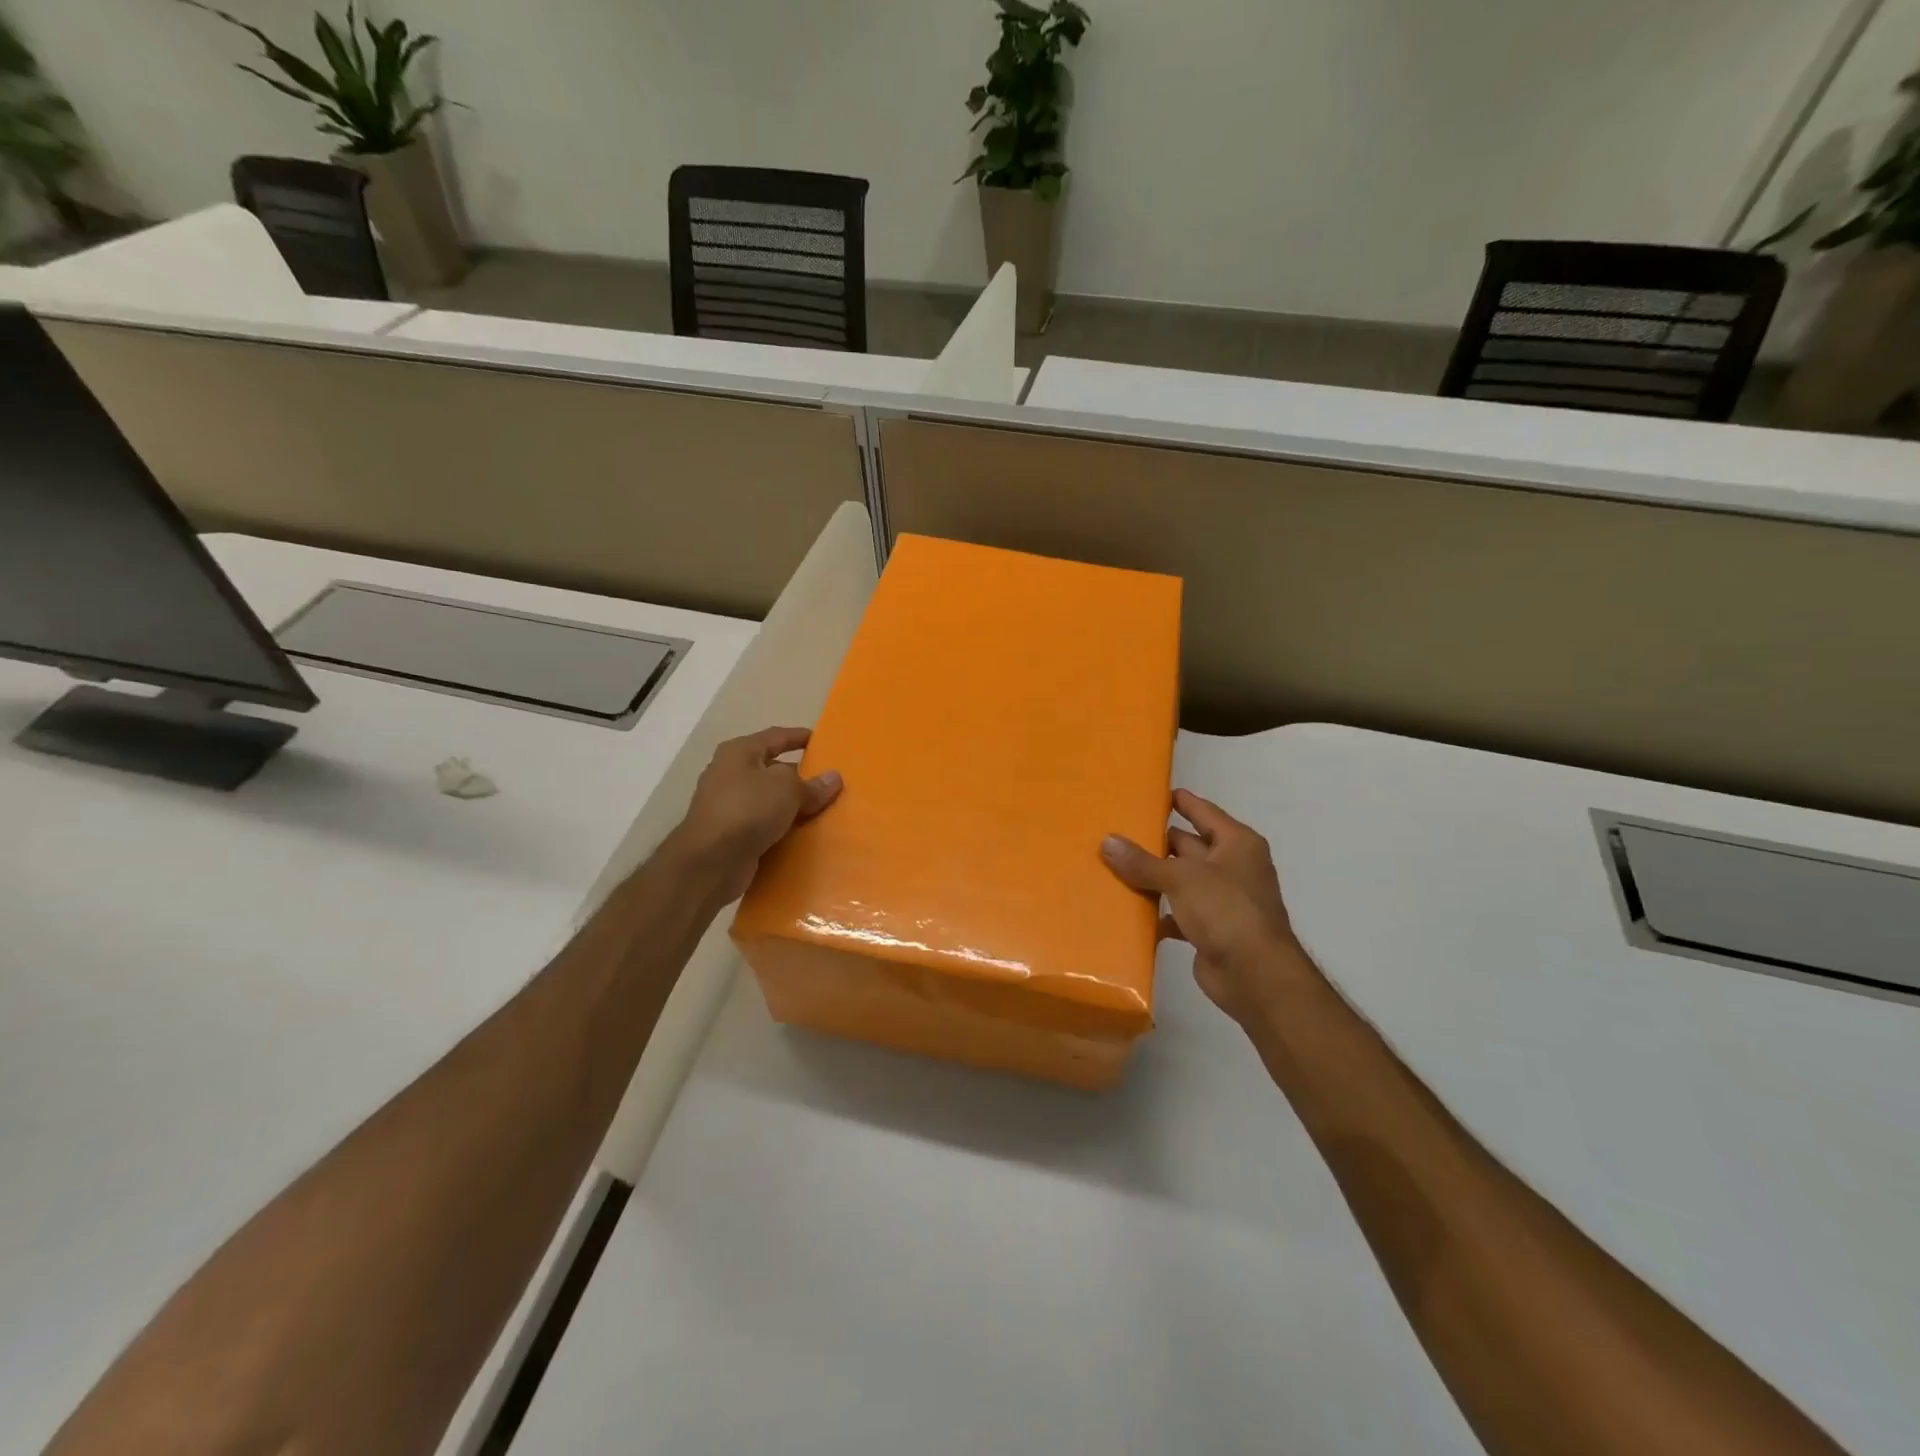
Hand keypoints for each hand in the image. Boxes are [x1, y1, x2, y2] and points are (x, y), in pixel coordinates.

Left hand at [669, 727, 842, 902]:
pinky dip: (782, 827)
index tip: (821, 741)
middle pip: (772, 769)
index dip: (798, 737)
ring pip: (769, 799)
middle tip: (828, 782)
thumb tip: (834, 778)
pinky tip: (803, 833)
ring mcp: (728, 805)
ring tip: (823, 809)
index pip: (775, 736)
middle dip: (799, 775)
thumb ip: (812, 784)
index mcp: (739, 752)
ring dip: (792, 804)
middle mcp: (730, 774)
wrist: (711, 862)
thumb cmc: (748, 809)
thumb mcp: (787, 789)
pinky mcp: (731, 834)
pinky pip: (764, 824)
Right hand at [1101, 789, 1307, 1024]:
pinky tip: (1130, 911)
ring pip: (1181, 880)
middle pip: (1189, 846)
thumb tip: (1107, 841)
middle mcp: (1232, 867)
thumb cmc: (1226, 910)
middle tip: (1118, 831)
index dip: (1181, 801)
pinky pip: (1179, 913)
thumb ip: (1143, 862)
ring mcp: (1223, 900)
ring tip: (1114, 867)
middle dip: (1157, 842)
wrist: (1255, 975)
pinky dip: (1159, 913)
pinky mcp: (1211, 929)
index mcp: (1236, 844)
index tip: (1152, 793)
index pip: (1204, 812)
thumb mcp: (1181, 878)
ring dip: (1154, 878)